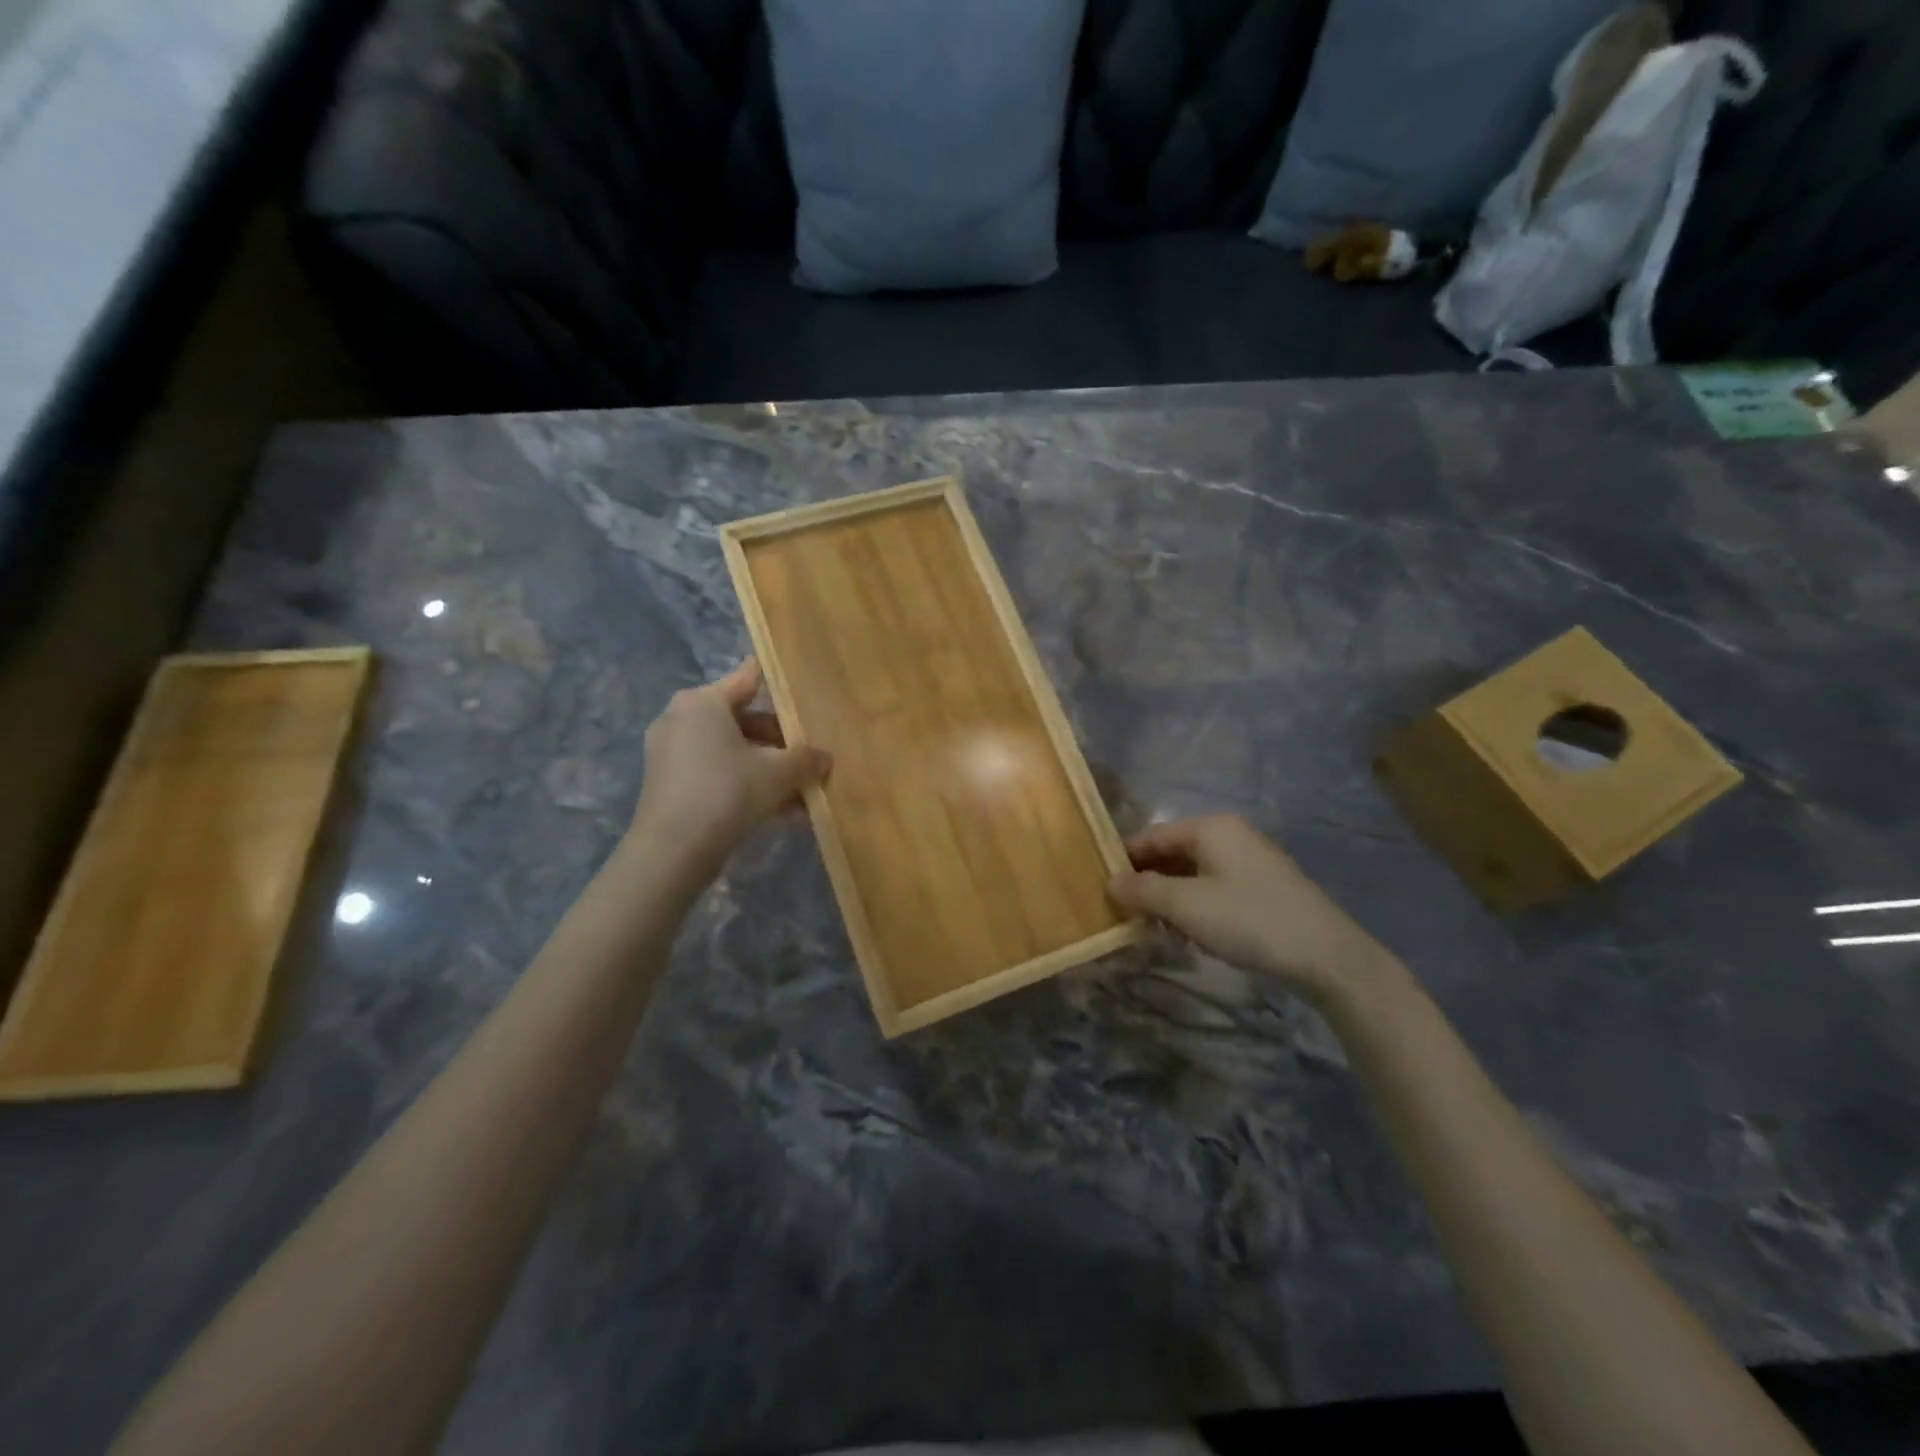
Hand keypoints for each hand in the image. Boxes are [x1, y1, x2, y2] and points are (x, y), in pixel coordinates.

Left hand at [630, 660, 830, 884]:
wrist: (673, 850)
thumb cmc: (727, 792)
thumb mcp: (778, 773)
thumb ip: (805, 759)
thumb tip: (825, 757)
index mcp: (703, 702)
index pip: (749, 678)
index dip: (779, 682)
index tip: (802, 685)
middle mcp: (682, 719)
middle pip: (743, 719)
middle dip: (780, 741)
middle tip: (810, 755)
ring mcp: (672, 753)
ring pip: (732, 752)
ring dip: (767, 769)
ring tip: (803, 791)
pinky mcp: (670, 784)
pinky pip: (717, 774)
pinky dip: (746, 785)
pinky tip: (782, 812)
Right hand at [1109, 815, 1387, 1003]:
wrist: (1326, 955)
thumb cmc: (1248, 920)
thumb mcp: (1185, 906)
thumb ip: (1141, 890)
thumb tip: (1110, 882)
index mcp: (1210, 828)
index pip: (1151, 836)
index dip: (1123, 860)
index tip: (1101, 887)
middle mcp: (1230, 835)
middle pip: (1172, 853)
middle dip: (1147, 882)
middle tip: (1125, 913)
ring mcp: (1250, 860)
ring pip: (1193, 872)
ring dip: (1170, 898)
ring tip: (1155, 928)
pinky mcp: (1264, 886)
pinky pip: (1215, 886)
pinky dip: (1196, 905)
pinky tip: (1192, 934)